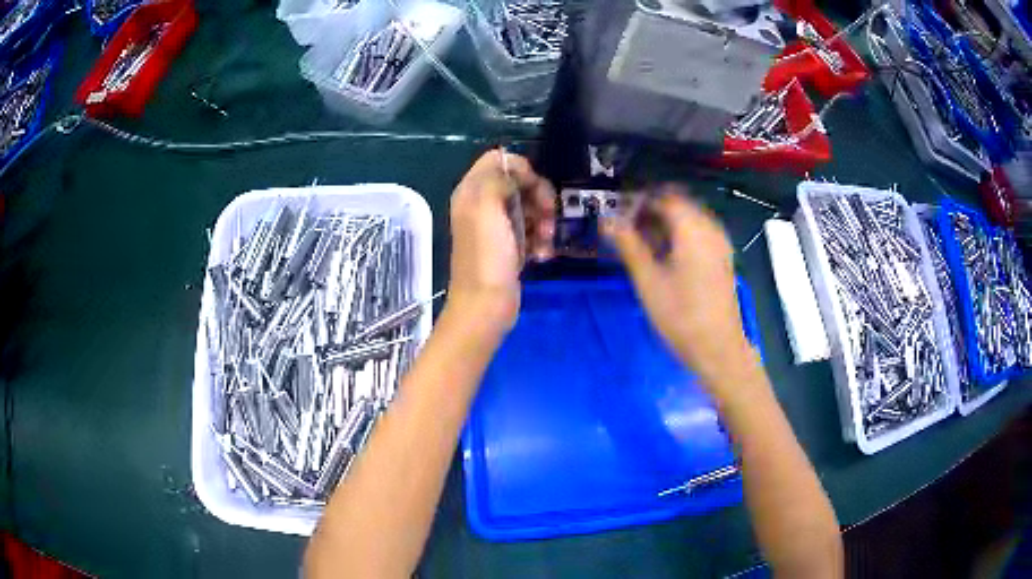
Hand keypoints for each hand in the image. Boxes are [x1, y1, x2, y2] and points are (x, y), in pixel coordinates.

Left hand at [446, 150, 555, 333]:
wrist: (486, 306)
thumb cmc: (487, 257)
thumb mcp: (486, 208)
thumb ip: (497, 179)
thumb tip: (516, 173)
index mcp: (472, 191)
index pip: (498, 159)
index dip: (521, 167)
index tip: (533, 185)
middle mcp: (483, 204)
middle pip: (519, 182)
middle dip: (539, 196)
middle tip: (547, 215)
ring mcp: (497, 226)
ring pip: (530, 206)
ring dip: (544, 220)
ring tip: (545, 241)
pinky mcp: (511, 245)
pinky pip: (532, 230)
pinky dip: (541, 239)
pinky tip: (542, 255)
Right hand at [603, 189, 754, 389]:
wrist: (718, 348)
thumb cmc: (680, 315)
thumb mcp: (647, 280)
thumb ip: (627, 245)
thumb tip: (606, 220)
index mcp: (692, 228)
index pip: (662, 197)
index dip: (638, 200)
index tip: (618, 212)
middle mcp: (710, 227)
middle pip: (678, 203)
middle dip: (651, 209)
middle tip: (627, 228)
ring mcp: (720, 242)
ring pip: (689, 217)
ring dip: (665, 222)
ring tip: (642, 242)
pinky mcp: (722, 257)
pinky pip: (699, 231)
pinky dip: (680, 234)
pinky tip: (664, 255)